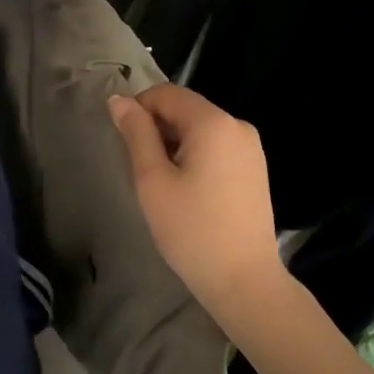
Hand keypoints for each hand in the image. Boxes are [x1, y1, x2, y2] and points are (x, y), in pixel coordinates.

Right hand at [109, 84, 289, 323]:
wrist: (243, 279)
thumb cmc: (191, 230)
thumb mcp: (152, 179)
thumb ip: (136, 133)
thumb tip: (118, 100)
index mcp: (213, 122)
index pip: (166, 93)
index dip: (138, 108)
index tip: (123, 142)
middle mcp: (238, 125)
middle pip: (185, 109)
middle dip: (157, 129)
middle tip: (141, 169)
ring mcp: (251, 148)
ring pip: (200, 129)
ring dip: (175, 144)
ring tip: (164, 184)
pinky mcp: (255, 168)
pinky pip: (217, 147)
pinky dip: (195, 156)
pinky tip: (188, 191)